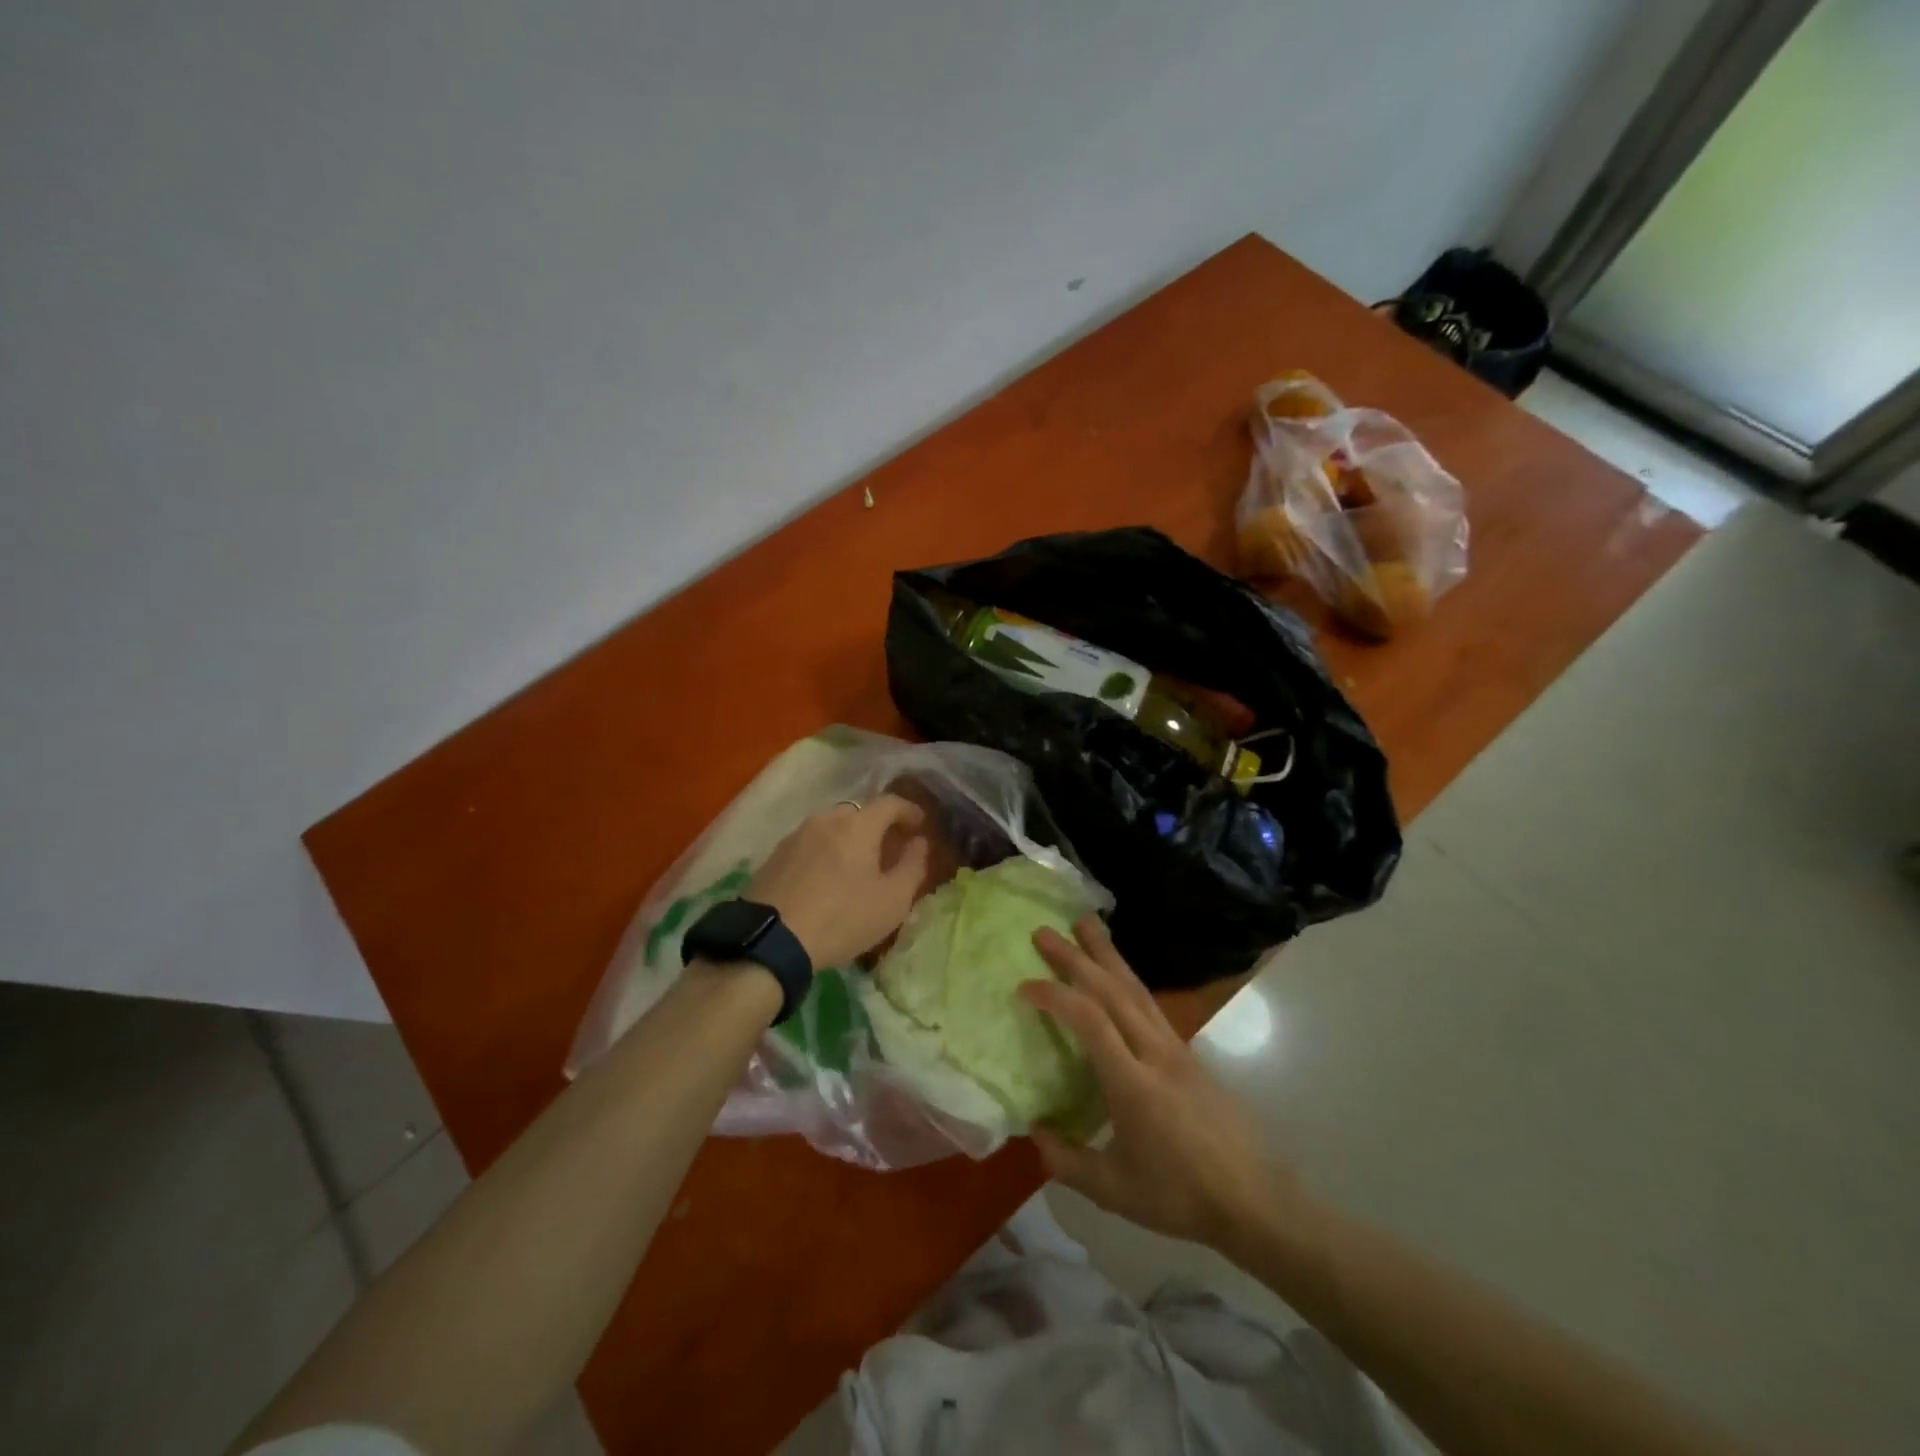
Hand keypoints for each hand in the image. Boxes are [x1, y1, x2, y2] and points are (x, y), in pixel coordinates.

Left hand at [746, 796, 930, 968]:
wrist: (771, 940)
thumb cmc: (842, 918)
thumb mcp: (892, 901)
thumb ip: (913, 866)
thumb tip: (919, 842)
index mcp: (858, 825)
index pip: (890, 803)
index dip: (909, 811)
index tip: (920, 825)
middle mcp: (826, 819)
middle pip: (860, 813)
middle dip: (879, 826)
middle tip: (890, 849)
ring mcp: (797, 835)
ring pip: (832, 827)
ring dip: (850, 839)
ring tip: (857, 865)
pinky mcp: (776, 854)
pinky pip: (811, 843)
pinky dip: (827, 851)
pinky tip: (827, 877)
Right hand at [1020, 918, 1304, 1251]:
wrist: (1254, 1200)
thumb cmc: (1180, 1196)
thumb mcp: (1114, 1190)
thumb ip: (1067, 1160)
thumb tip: (1033, 1131)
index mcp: (1132, 1082)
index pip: (1090, 1021)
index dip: (1056, 997)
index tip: (1025, 987)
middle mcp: (1154, 1052)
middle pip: (1112, 990)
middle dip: (1076, 957)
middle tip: (1044, 931)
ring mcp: (1176, 1048)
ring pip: (1136, 988)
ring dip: (1107, 953)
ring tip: (1086, 923)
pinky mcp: (1188, 1052)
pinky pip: (1150, 1003)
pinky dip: (1127, 978)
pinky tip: (1118, 974)